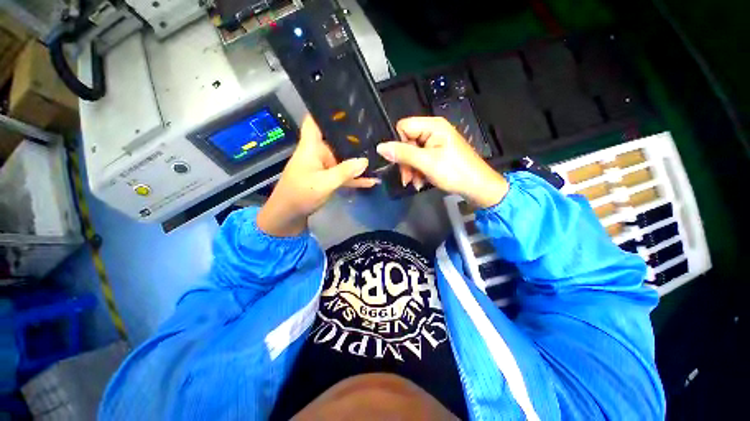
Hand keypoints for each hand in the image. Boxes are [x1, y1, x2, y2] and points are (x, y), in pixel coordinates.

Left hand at [257, 116, 378, 235]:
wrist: (289, 216)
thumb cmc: (300, 195)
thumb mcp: (324, 183)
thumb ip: (345, 172)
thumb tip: (365, 160)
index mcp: (311, 147)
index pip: (314, 121)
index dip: (325, 110)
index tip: (345, 105)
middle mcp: (318, 153)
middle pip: (336, 140)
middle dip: (353, 137)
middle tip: (376, 132)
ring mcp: (325, 167)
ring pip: (343, 159)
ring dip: (358, 160)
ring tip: (379, 156)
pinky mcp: (328, 179)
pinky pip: (344, 175)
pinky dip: (355, 178)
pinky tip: (372, 180)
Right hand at [376, 117, 508, 207]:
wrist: (477, 187)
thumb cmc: (454, 172)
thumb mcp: (426, 163)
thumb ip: (403, 153)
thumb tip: (380, 147)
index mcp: (432, 126)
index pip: (403, 127)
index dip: (399, 144)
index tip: (402, 161)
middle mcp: (433, 131)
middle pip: (407, 142)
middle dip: (405, 162)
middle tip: (407, 179)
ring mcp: (435, 143)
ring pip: (411, 154)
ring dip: (411, 170)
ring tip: (416, 183)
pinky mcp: (437, 154)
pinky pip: (420, 160)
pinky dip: (418, 172)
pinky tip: (421, 183)